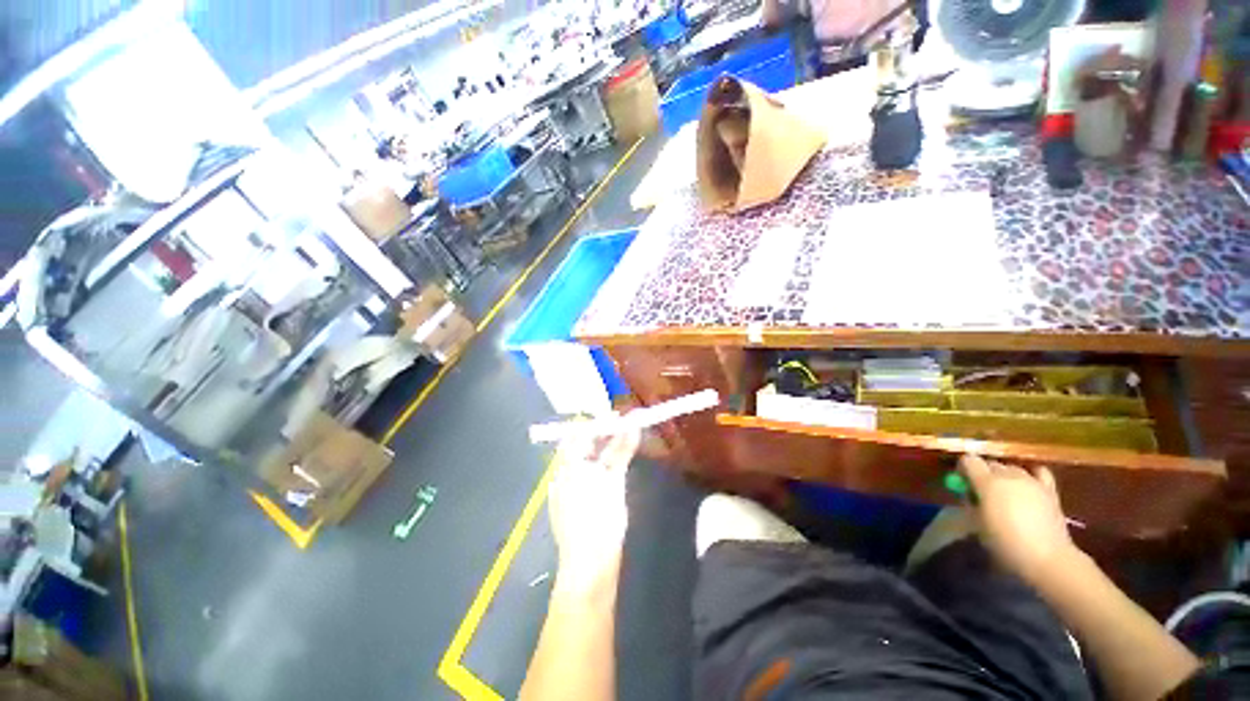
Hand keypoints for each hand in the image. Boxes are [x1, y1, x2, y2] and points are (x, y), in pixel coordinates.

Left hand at [547, 430, 639, 595]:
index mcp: (566, 465)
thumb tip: (632, 423)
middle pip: (582, 444)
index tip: (620, 416)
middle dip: (604, 434)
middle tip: (627, 427)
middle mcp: (563, 473)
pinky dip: (602, 465)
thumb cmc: (599, 518)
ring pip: (587, 459)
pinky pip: (588, 474)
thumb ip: (621, 449)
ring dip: (605, 448)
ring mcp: (567, 489)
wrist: (590, 567)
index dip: (599, 421)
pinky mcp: (575, 503)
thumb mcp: (612, 480)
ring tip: (626, 442)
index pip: (579, 432)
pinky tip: (615, 466)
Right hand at [959, 455, 1077, 585]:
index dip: (963, 469)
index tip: (962, 482)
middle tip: (982, 491)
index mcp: (987, 482)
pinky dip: (1031, 475)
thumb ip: (971, 503)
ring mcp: (1031, 481)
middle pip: (991, 464)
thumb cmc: (1005, 543)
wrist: (1047, 558)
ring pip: (1012, 468)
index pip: (969, 461)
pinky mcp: (1049, 490)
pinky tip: (1028, 486)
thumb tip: (969, 495)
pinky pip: (1039, 472)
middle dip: (984, 473)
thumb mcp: (978, 523)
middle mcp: (1008, 475)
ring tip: (1005, 494)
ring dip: (1005, 476)